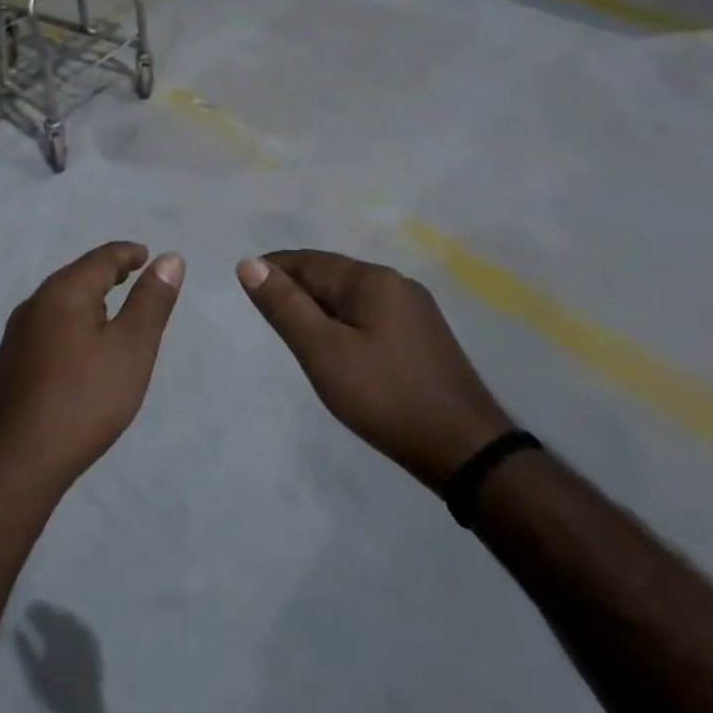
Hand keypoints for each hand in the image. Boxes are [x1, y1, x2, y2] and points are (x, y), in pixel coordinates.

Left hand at [0, 242, 183, 497]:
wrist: (18, 462)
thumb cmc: (84, 399)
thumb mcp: (131, 348)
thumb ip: (151, 301)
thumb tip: (169, 258)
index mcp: (64, 291)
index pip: (101, 258)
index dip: (127, 254)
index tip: (147, 255)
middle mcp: (35, 303)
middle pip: (76, 276)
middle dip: (106, 273)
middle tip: (133, 276)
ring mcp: (17, 334)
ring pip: (60, 302)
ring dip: (88, 298)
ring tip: (111, 310)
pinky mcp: (10, 363)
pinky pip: (48, 326)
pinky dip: (72, 322)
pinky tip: (80, 346)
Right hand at [14, 603, 103, 703]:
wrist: (83, 710)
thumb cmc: (55, 693)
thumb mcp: (34, 673)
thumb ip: (24, 650)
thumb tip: (16, 629)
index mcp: (56, 634)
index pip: (44, 614)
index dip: (35, 610)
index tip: (27, 610)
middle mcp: (72, 630)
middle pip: (57, 614)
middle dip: (46, 612)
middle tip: (37, 613)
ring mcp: (85, 635)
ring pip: (69, 618)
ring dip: (59, 616)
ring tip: (50, 619)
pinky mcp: (94, 643)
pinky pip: (81, 626)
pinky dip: (72, 624)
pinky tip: (68, 629)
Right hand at [237, 250, 512, 491]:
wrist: (466, 451)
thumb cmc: (385, 396)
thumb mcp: (323, 351)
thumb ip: (284, 306)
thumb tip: (249, 263)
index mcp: (373, 279)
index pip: (310, 261)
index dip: (275, 268)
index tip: (246, 284)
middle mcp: (397, 284)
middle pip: (333, 276)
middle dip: (297, 288)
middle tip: (266, 314)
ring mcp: (416, 312)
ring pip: (352, 298)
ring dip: (320, 308)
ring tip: (295, 333)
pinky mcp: (424, 339)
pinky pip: (371, 317)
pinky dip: (344, 324)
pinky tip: (337, 349)